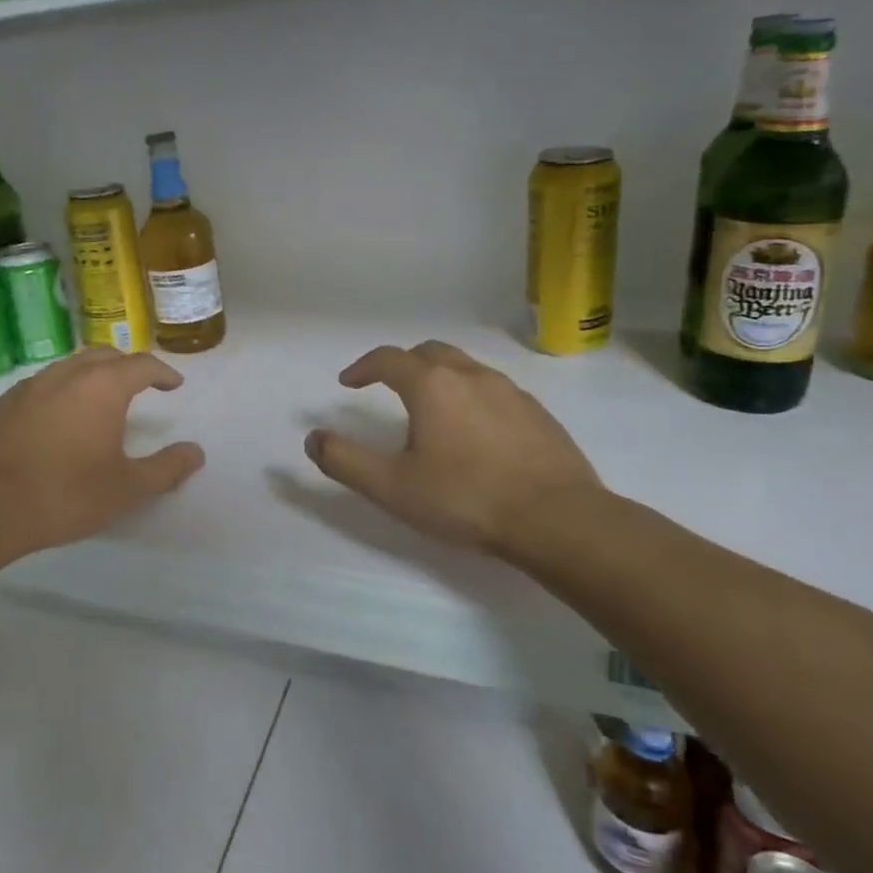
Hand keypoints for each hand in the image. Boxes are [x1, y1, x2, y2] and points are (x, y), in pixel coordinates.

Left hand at [0, 350, 204, 559]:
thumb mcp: (126, 489)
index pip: (141, 365)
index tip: (173, 385)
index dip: (162, 373)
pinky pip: (38, 388)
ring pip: (66, 368)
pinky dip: (57, 394)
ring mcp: (27, 387)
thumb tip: (196, 452)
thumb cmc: (64, 494)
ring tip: (97, 402)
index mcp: (101, 387)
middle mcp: (64, 375)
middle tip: (138, 385)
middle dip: (125, 366)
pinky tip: (53, 423)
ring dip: (88, 376)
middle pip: (102, 356)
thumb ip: (166, 468)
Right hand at [303, 341, 600, 559]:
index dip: (362, 367)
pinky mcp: (539, 414)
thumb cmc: (467, 498)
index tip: (348, 383)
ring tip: (431, 412)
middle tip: (388, 387)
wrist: (559, 520)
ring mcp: (511, 392)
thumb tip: (313, 439)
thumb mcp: (392, 487)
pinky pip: (494, 391)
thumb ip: (345, 461)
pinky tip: (476, 434)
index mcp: (432, 385)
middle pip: (429, 352)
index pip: (388, 359)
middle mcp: (471, 376)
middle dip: (403, 364)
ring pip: (466, 368)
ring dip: (440, 379)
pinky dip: (472, 398)